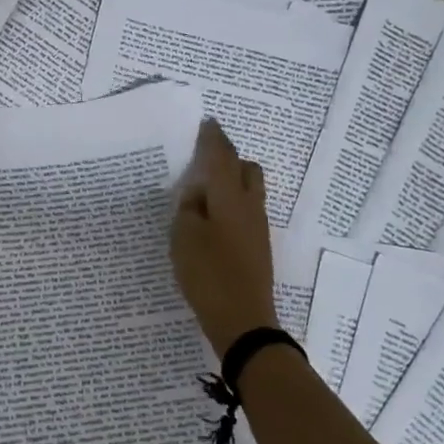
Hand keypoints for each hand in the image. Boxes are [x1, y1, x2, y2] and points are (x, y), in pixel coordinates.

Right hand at [171, 119, 277, 355]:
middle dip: (228, 159)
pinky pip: (246, 212)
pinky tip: (210, 221)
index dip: (213, 138)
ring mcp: (258, 228)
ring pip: (249, 191)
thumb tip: (198, 194)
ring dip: (230, 184)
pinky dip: (230, 206)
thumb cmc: (209, 274)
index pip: (222, 157)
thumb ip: (188, 208)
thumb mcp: (184, 237)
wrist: (243, 320)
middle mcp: (250, 206)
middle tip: (203, 161)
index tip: (206, 123)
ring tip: (202, 193)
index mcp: (231, 197)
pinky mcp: (257, 248)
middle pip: (246, 169)